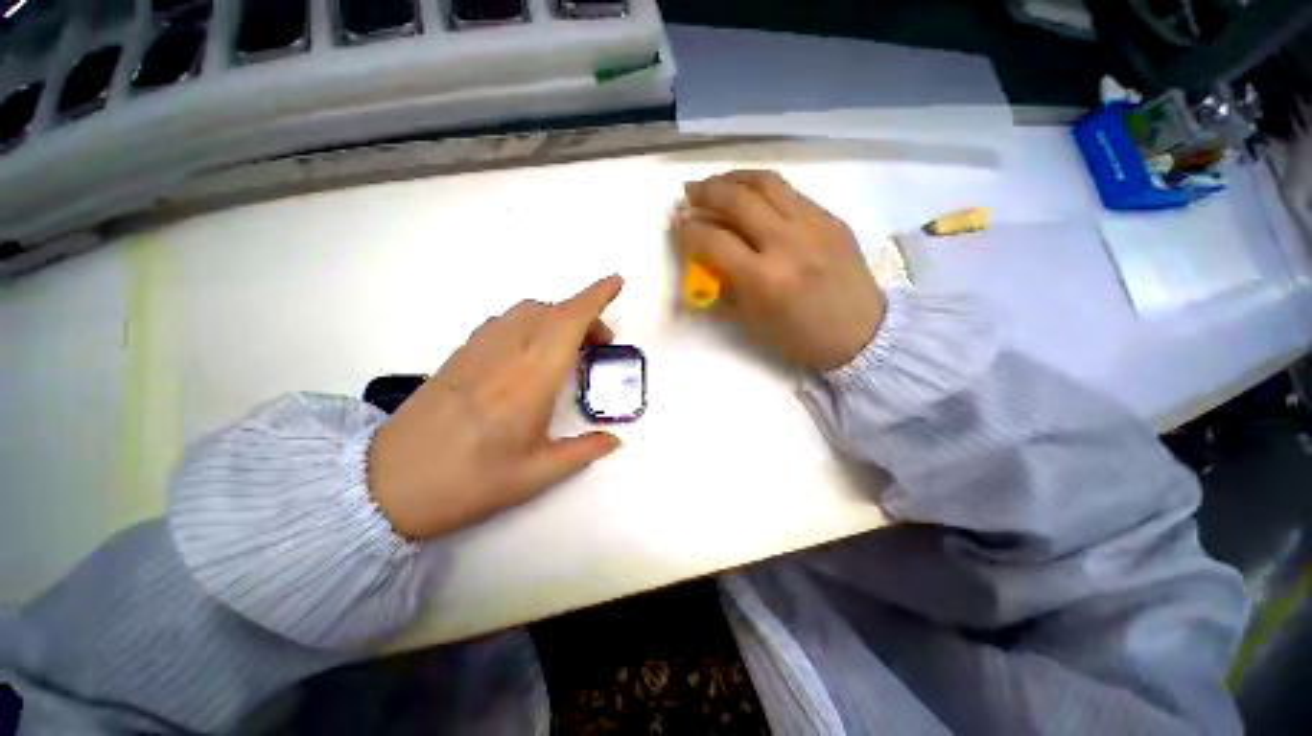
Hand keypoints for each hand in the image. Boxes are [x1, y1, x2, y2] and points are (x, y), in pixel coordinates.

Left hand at [367, 276, 624, 540]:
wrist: (387, 485)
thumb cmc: (468, 482)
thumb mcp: (535, 476)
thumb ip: (582, 452)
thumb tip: (614, 440)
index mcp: (531, 380)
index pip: (568, 322)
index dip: (595, 298)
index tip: (616, 282)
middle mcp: (507, 353)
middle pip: (552, 311)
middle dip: (585, 315)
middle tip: (601, 345)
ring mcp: (479, 350)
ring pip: (526, 311)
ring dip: (557, 316)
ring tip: (570, 346)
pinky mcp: (460, 354)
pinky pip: (504, 321)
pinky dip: (530, 321)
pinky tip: (532, 350)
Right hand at [673, 170, 885, 371]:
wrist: (861, 333)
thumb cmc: (800, 337)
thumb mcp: (753, 322)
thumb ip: (725, 289)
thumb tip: (703, 263)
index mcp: (763, 278)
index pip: (715, 240)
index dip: (689, 230)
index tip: (677, 224)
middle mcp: (786, 242)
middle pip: (738, 199)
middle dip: (706, 191)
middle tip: (690, 192)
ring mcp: (813, 225)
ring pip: (767, 183)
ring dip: (734, 178)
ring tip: (717, 182)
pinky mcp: (831, 218)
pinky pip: (791, 193)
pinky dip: (764, 189)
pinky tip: (754, 197)